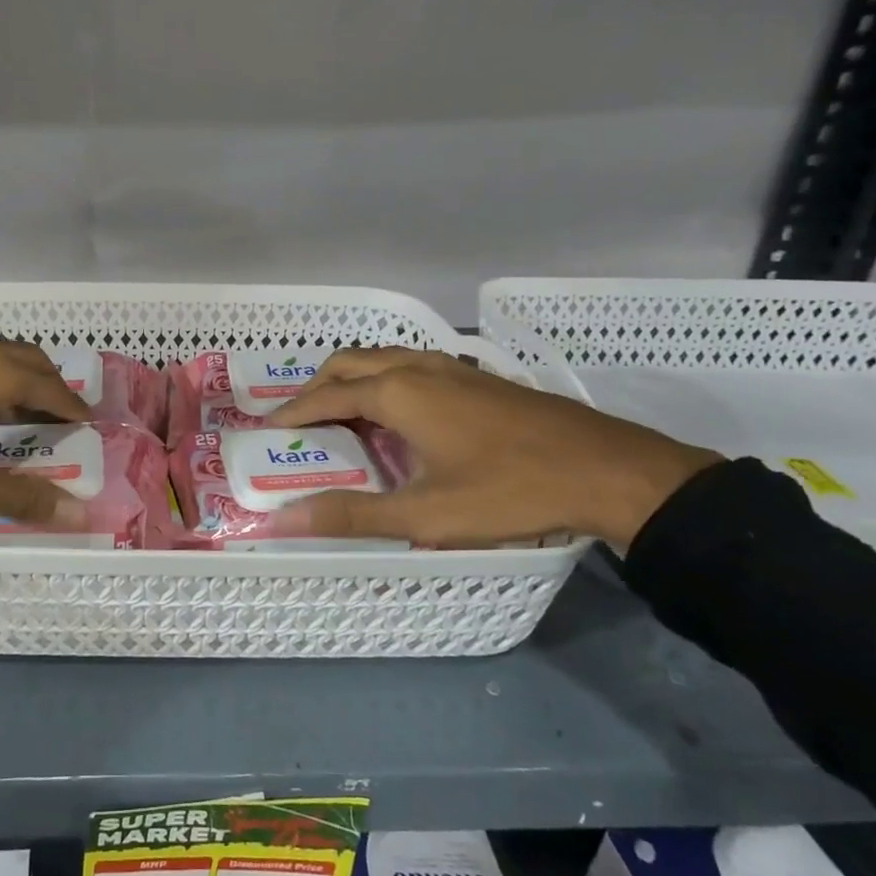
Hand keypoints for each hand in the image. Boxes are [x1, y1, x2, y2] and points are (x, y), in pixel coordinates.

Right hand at [265, 347, 718, 550]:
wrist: (608, 470)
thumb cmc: (509, 491)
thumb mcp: (426, 515)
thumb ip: (353, 515)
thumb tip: (284, 518)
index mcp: (398, 392)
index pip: (327, 396)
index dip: (293, 413)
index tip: (267, 429)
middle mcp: (418, 367)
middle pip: (350, 363)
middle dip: (317, 386)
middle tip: (300, 420)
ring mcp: (452, 367)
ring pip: (383, 358)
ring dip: (352, 379)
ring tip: (342, 414)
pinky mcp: (478, 377)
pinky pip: (411, 365)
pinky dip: (384, 380)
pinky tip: (400, 414)